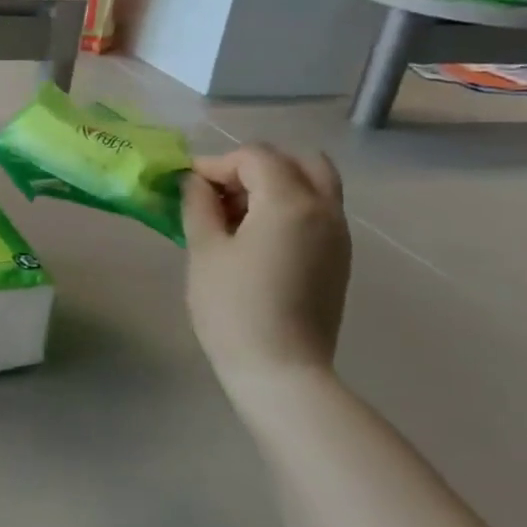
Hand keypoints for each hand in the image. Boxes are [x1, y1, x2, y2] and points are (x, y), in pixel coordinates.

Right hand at [181, 145, 350, 385]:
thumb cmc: (233, 308)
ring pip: (314, 184)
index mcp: (290, 202)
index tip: (188, 187)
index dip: (217, 164)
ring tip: (235, 215)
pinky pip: (318, 211)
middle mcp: (324, 209)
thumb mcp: (204, 250)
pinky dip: (289, 207)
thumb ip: (199, 205)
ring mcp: (338, 235)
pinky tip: (255, 237)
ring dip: (275, 185)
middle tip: (220, 193)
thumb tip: (195, 182)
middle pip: (297, 161)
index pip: (255, 157)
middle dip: (255, 166)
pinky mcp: (339, 258)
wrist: (281, 370)